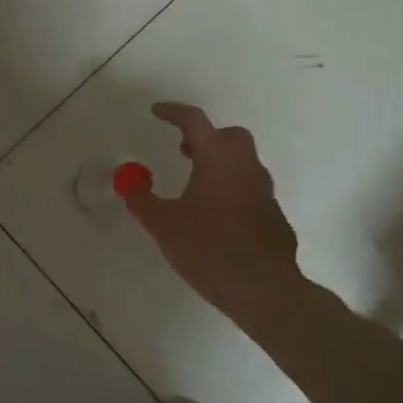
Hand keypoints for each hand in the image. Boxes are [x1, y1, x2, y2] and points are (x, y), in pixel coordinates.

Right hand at [121, 103, 303, 320]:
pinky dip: (233, 191)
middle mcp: (246, 168)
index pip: (195, 121)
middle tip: (184, 151)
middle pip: (230, 136)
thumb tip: (129, 182)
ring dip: (220, 164)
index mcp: (218, 160)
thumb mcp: (164, 226)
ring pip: (244, 163)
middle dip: (205, 137)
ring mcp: (265, 192)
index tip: (156, 112)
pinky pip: (251, 191)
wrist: (264, 290)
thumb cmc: (209, 250)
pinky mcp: (274, 217)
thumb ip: (143, 201)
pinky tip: (218, 217)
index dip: (173, 112)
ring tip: (196, 186)